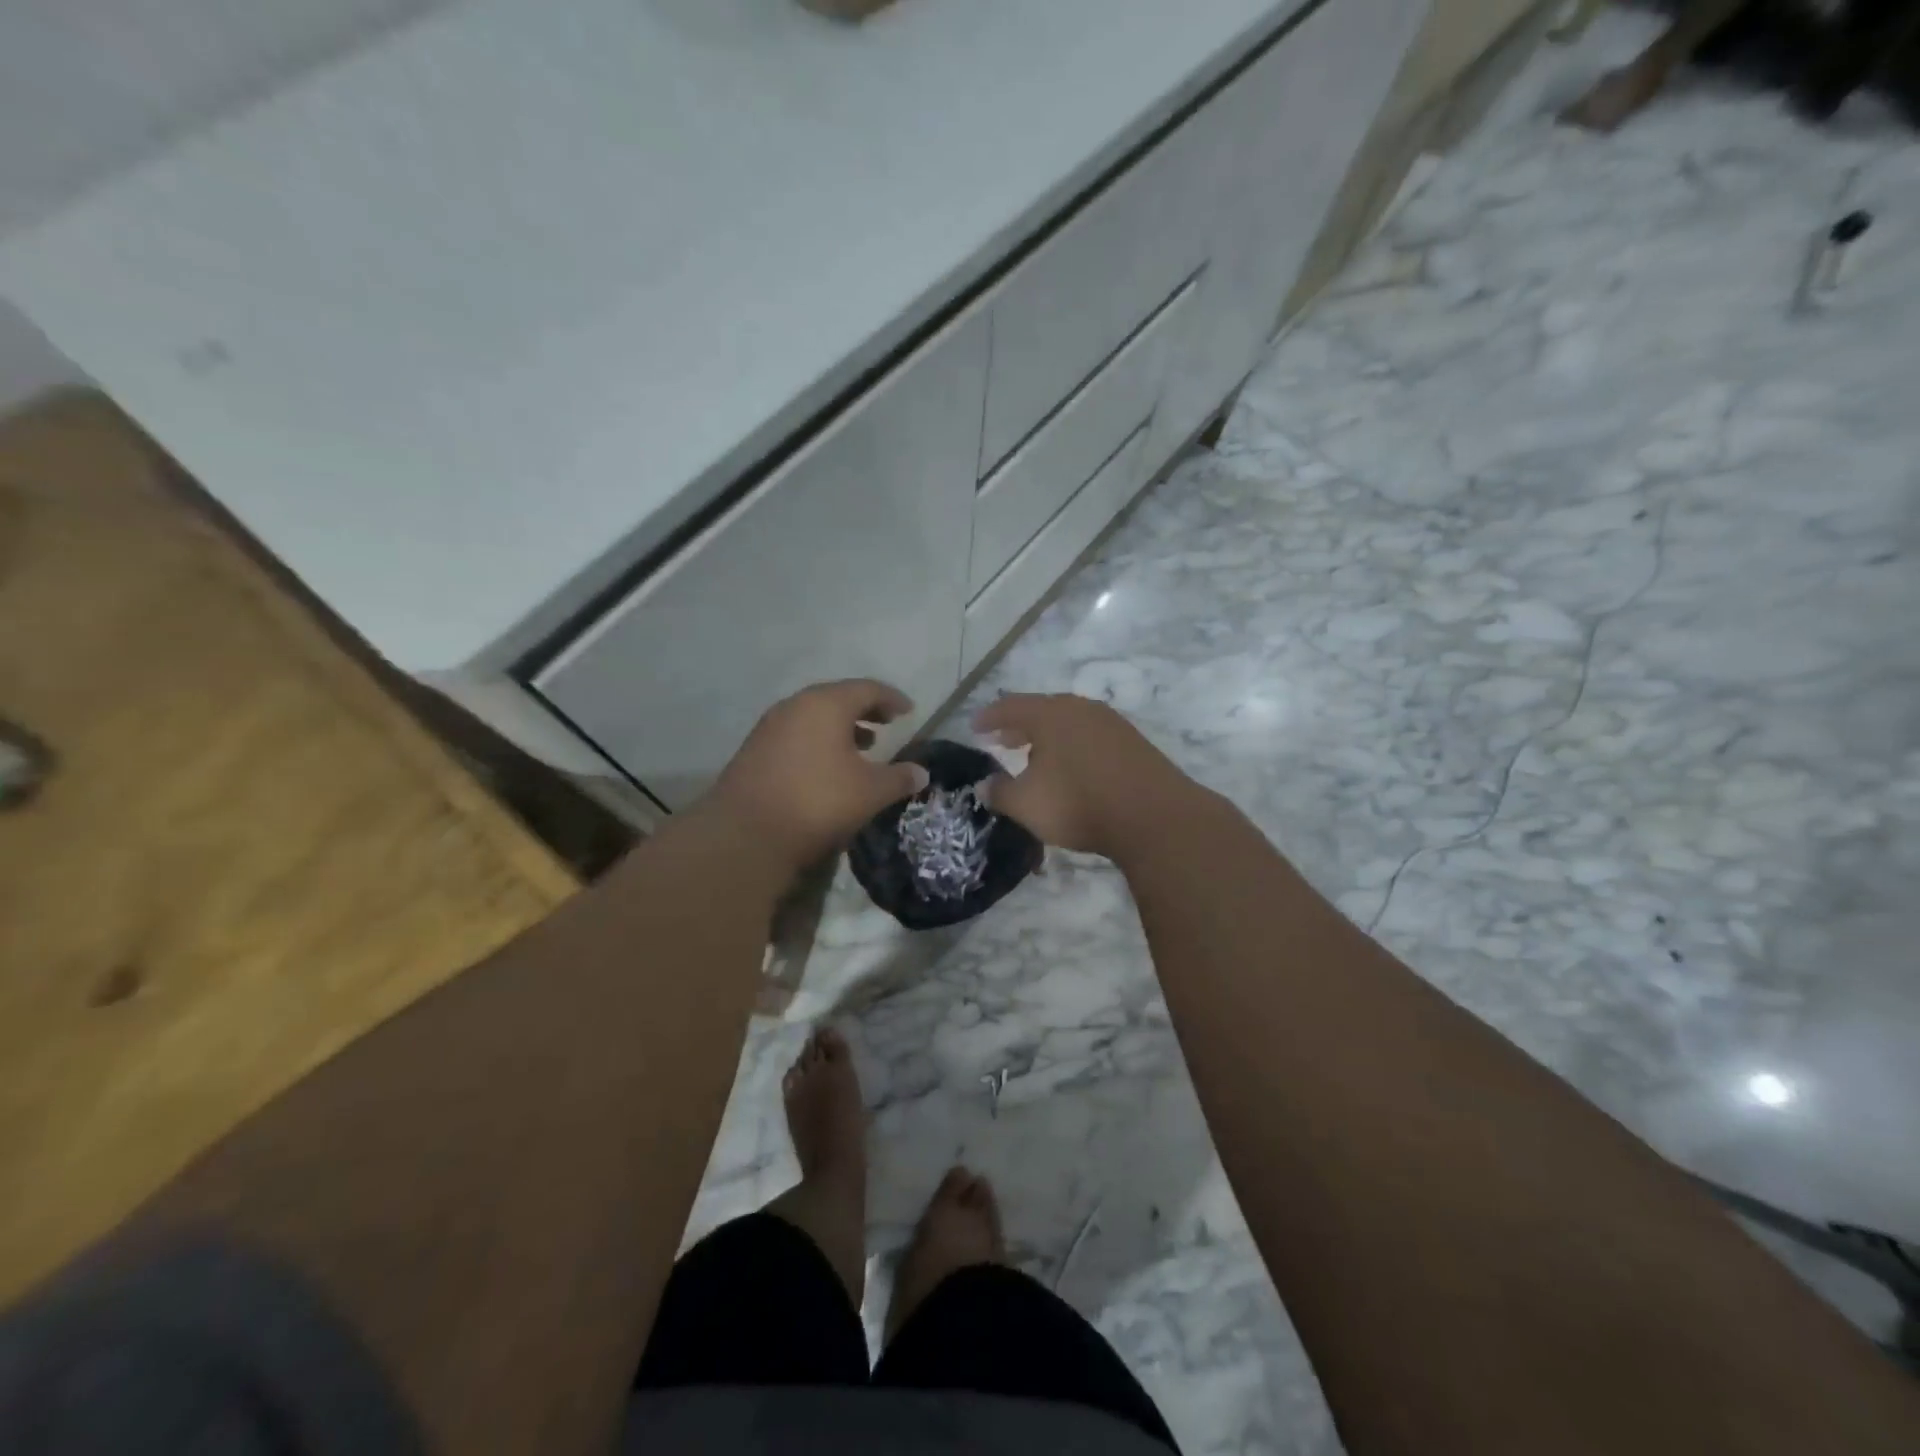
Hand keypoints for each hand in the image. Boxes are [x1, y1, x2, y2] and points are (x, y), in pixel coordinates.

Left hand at [709, 679, 928, 868]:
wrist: (746, 834)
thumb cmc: (818, 802)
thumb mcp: (870, 792)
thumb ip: (899, 778)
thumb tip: (922, 773)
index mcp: (826, 704)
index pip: (867, 689)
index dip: (892, 698)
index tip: (908, 712)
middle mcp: (795, 705)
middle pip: (837, 697)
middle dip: (865, 710)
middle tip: (886, 724)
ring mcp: (770, 726)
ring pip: (813, 716)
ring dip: (840, 727)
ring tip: (862, 747)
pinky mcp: (754, 749)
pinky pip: (796, 734)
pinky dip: (818, 740)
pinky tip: (827, 767)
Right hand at [973, 693, 1198, 858]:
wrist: (1154, 817)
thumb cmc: (1079, 803)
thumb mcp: (1027, 804)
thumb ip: (1000, 792)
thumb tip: (985, 785)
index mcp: (1050, 714)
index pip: (1010, 707)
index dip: (989, 718)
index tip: (974, 727)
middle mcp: (1080, 709)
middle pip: (1042, 710)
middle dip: (1019, 726)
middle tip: (1003, 740)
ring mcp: (1111, 723)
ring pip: (1069, 723)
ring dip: (1047, 737)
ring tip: (1034, 756)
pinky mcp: (1133, 743)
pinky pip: (1090, 737)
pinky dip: (1072, 746)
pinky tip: (1071, 768)